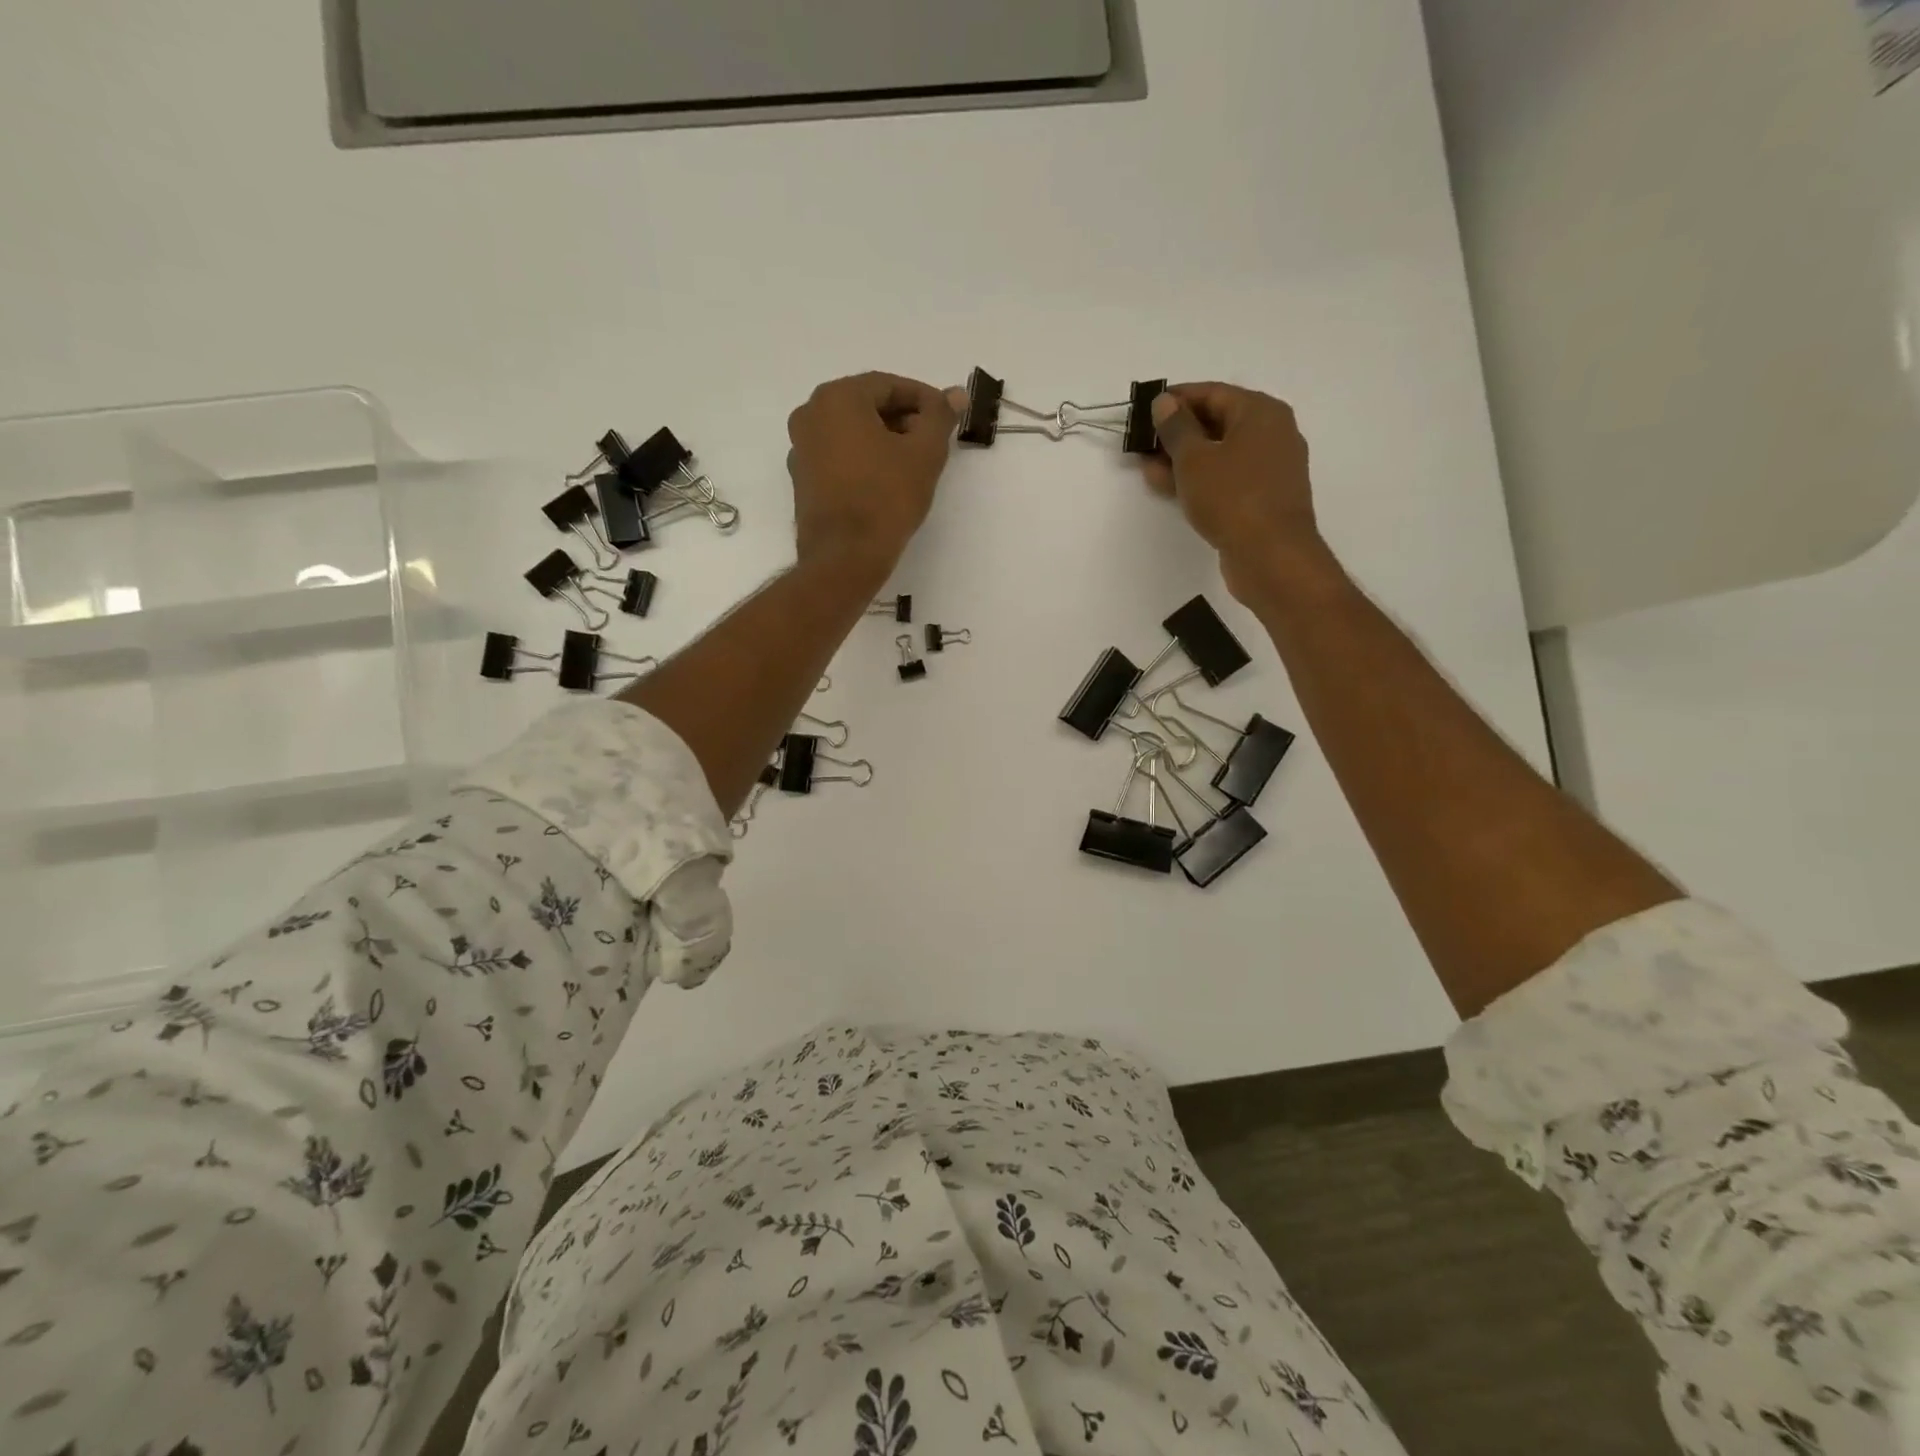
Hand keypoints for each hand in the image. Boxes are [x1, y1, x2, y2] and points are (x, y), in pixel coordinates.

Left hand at [787, 372, 962, 573]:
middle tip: (932, 441)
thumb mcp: (925, 453)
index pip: (888, 385)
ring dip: (884, 440)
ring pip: (851, 432)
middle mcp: (810, 415)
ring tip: (914, 464)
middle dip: (903, 419)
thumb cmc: (887, 498)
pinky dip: (864, 459)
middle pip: (866, 406)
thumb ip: (940, 417)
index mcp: (837, 398)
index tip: (946, 417)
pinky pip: (839, 457)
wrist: (845, 557)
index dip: (923, 399)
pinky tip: (887, 481)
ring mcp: (800, 449)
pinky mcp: (802, 480)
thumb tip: (955, 393)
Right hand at [1145, 384, 1325, 602]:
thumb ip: (1176, 428)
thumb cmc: (1232, 497)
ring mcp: (1270, 468)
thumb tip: (1165, 403)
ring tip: (1148, 468)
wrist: (1271, 555)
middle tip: (1143, 442)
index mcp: (1261, 412)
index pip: (1213, 393)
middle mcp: (1272, 433)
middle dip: (1178, 432)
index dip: (1176, 399)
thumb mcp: (1194, 459)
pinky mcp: (1263, 498)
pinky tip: (1170, 488)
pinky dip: (1200, 479)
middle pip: (1218, 423)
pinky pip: (1226, 478)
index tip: (1145, 409)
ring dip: (1184, 460)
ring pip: (1220, 454)